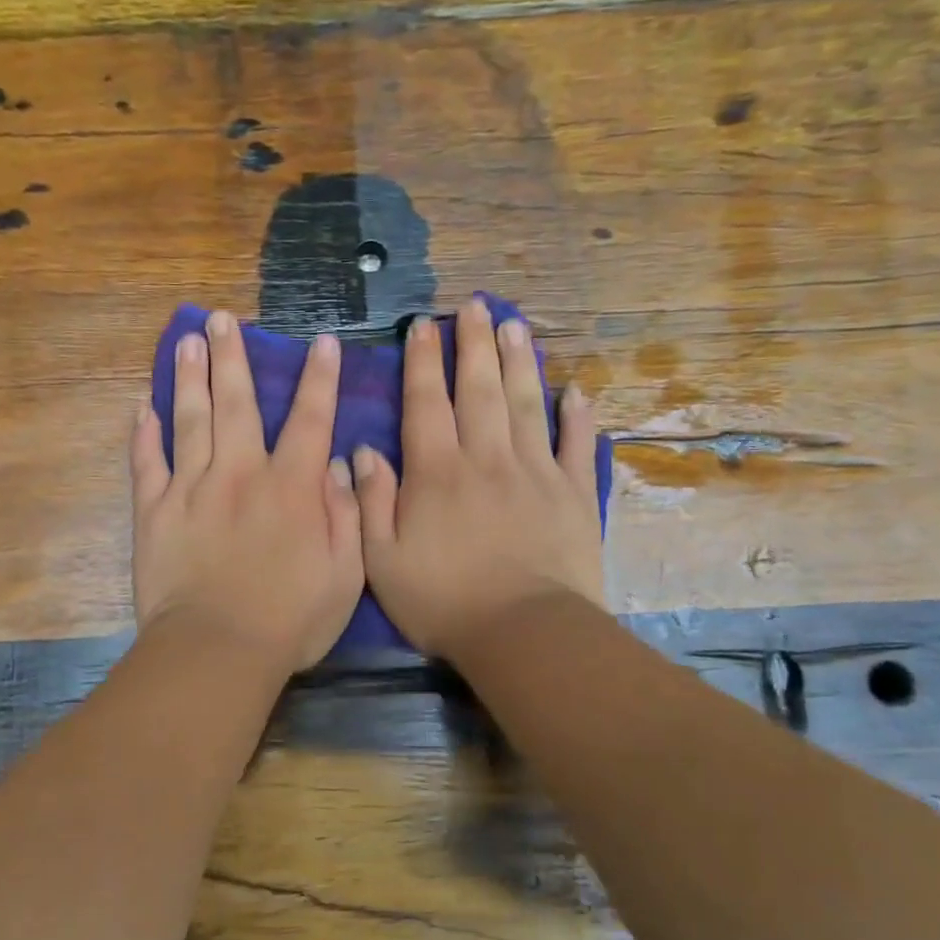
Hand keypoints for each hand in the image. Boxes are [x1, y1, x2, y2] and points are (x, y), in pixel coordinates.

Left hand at [132, 310, 364, 673]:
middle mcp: (240, 474)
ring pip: (189, 420)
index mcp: (290, 488)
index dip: (318, 379)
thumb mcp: (345, 574)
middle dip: (232, 358)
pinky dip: (143, 435)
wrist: (217, 651)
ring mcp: (191, 489)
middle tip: (221, 319)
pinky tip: (142, 408)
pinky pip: (147, 464)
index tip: (319, 342)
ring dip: (189, 377)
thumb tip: (337, 467)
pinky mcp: (154, 512)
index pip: (309, 419)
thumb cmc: (290, 620)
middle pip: (236, 403)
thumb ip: (346, 515)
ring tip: (186, 342)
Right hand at [354, 297, 604, 660]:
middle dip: (473, 344)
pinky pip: (577, 446)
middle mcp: (486, 459)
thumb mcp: (381, 559)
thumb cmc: (443, 602)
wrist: (524, 634)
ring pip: (526, 404)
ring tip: (514, 325)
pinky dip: (578, 417)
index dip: (422, 361)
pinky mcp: (574, 495)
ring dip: (519, 362)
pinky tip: (576, 391)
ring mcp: (536, 473)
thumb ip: (371, 501)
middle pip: (479, 389)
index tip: (422, 325)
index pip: (426, 403)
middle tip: (473, 305)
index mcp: (436, 473)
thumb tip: (362, 451)